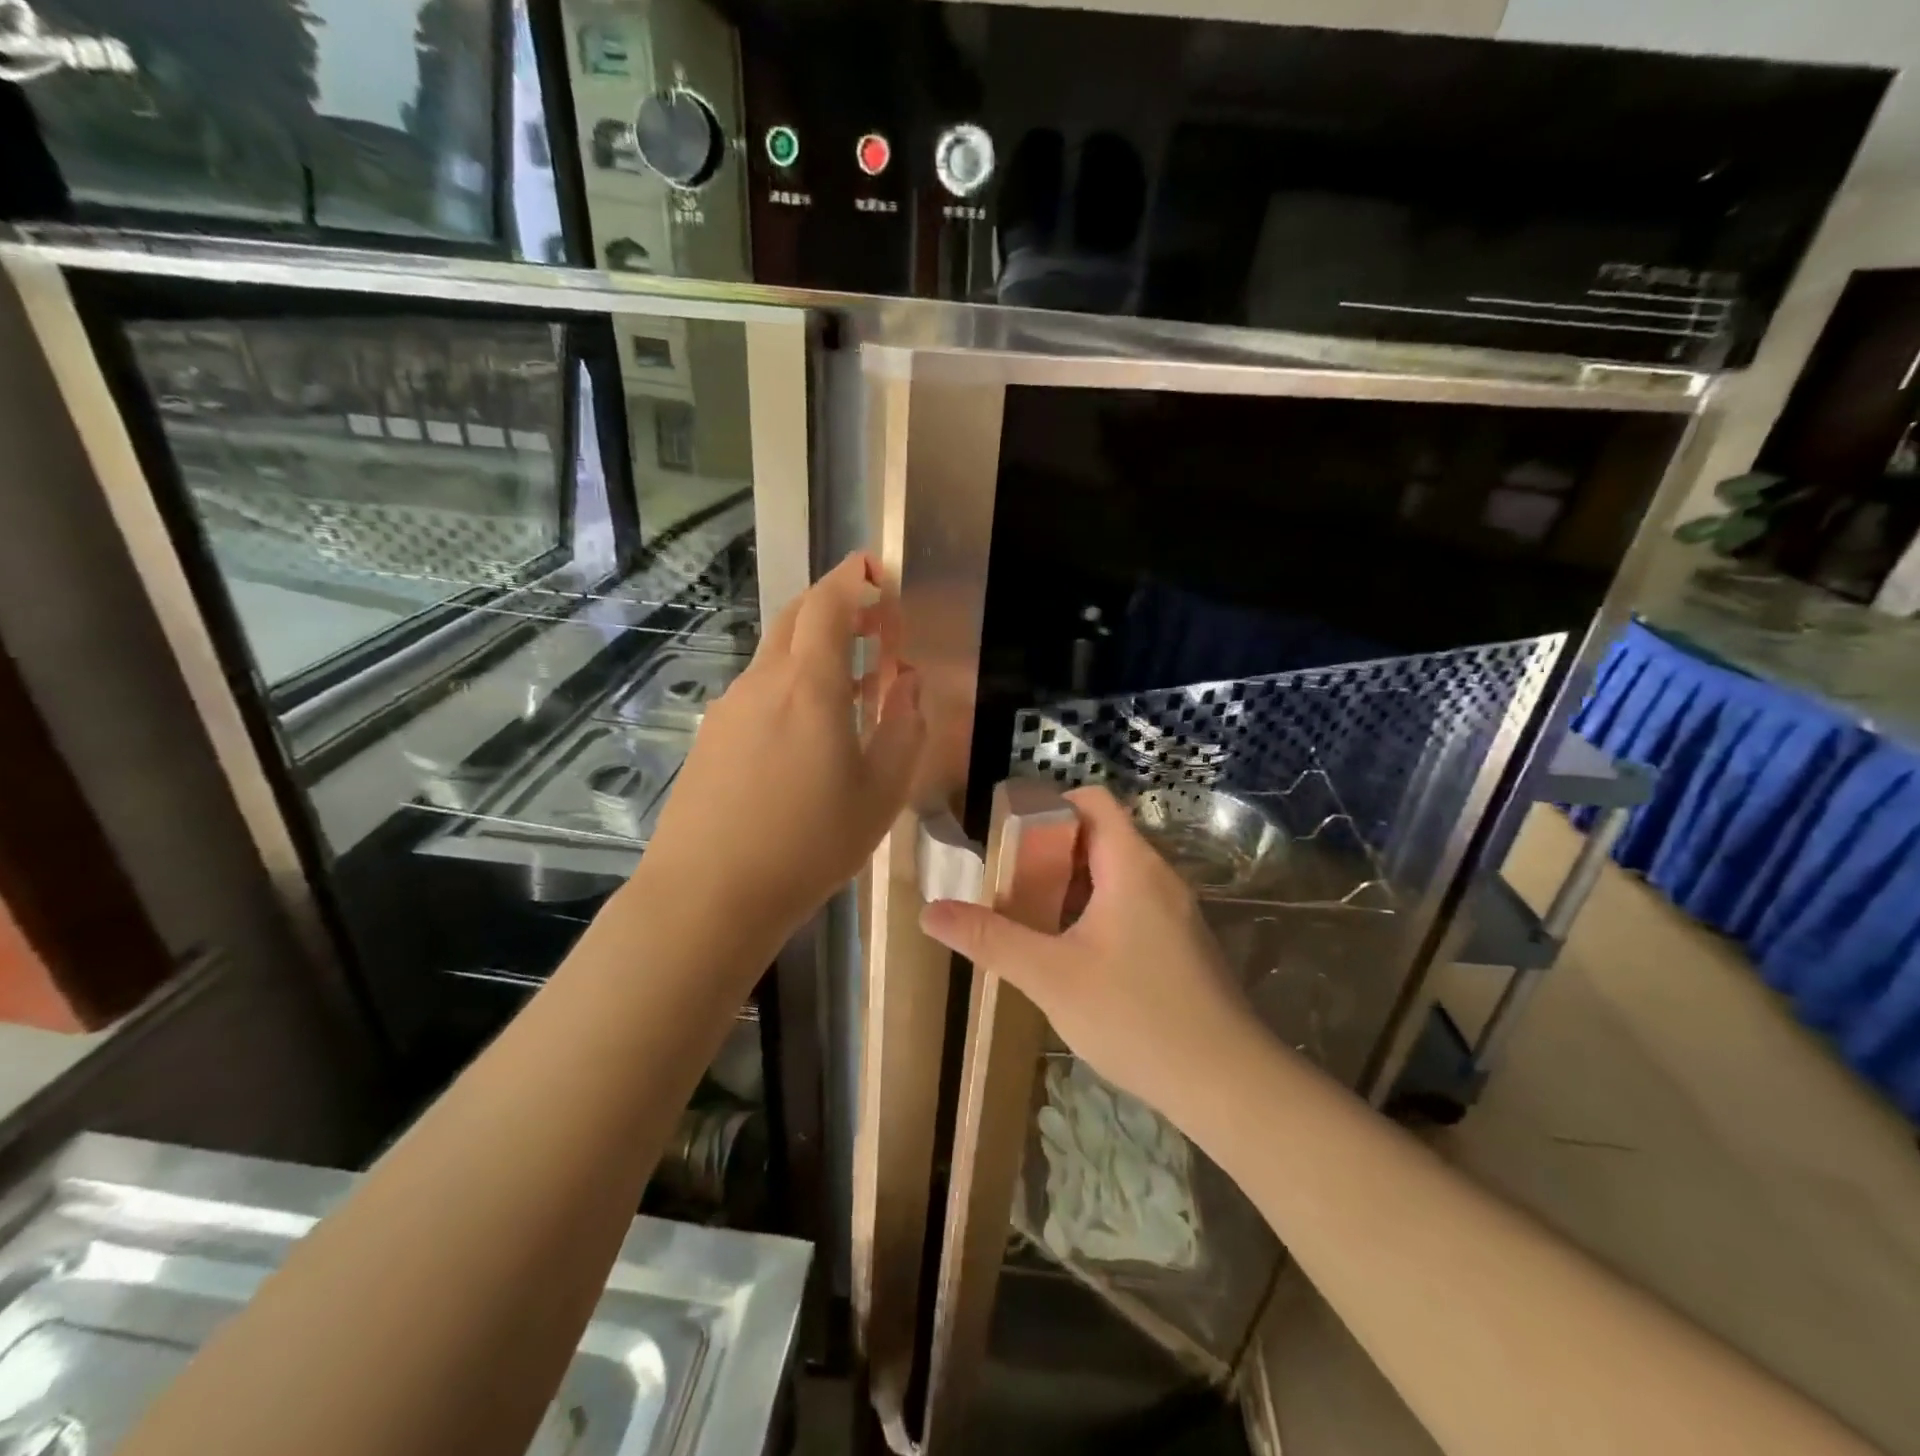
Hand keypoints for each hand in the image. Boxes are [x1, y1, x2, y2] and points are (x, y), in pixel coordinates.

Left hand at [639, 552, 924, 951]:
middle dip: (836, 605)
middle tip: (875, 626)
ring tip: (853, 687)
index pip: (829, 603)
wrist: (707, 895)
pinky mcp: (710, 737)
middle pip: (796, 618)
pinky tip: (807, 734)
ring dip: (816, 652)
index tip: (879, 574)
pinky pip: (759, 692)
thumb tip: (910, 684)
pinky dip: (791, 687)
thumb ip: (904, 729)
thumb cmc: (808, 844)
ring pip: (777, 656)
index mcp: (809, 685)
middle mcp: (763, 682)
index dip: (854, 579)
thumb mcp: (880, 793)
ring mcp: (729, 708)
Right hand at [919, 785, 1262, 1123]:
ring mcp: (1176, 913)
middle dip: (1050, 853)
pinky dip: (1096, 913)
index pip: (1092, 801)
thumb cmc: (1135, 1016)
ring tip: (1031, 919)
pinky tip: (1073, 956)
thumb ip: (991, 940)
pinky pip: (1132, 906)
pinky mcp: (1182, 945)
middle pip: (1100, 837)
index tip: (1009, 836)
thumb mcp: (1050, 976)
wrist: (1228, 1082)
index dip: (1049, 805)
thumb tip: (930, 912)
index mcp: (1131, 866)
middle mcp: (1159, 877)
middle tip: (1008, 883)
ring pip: (1116, 876)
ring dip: (1071, 888)